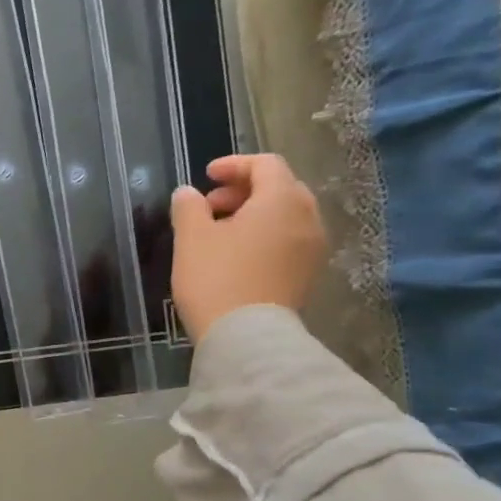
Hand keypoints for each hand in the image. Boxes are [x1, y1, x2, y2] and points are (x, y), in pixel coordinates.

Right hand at [169, 154, 324, 341]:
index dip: (234, 164)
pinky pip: (289, 239)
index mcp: (281, 200)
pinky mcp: (307, 272)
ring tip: (220, 231)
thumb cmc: (216, 279)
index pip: (266, 164)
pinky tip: (238, 253)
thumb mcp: (191, 239)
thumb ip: (188, 208)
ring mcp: (312, 247)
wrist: (246, 336)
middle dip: (244, 189)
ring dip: (254, 213)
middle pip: (280, 187)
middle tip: (210, 205)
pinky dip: (265, 234)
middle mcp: (307, 217)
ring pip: (286, 215)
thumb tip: (187, 193)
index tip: (206, 175)